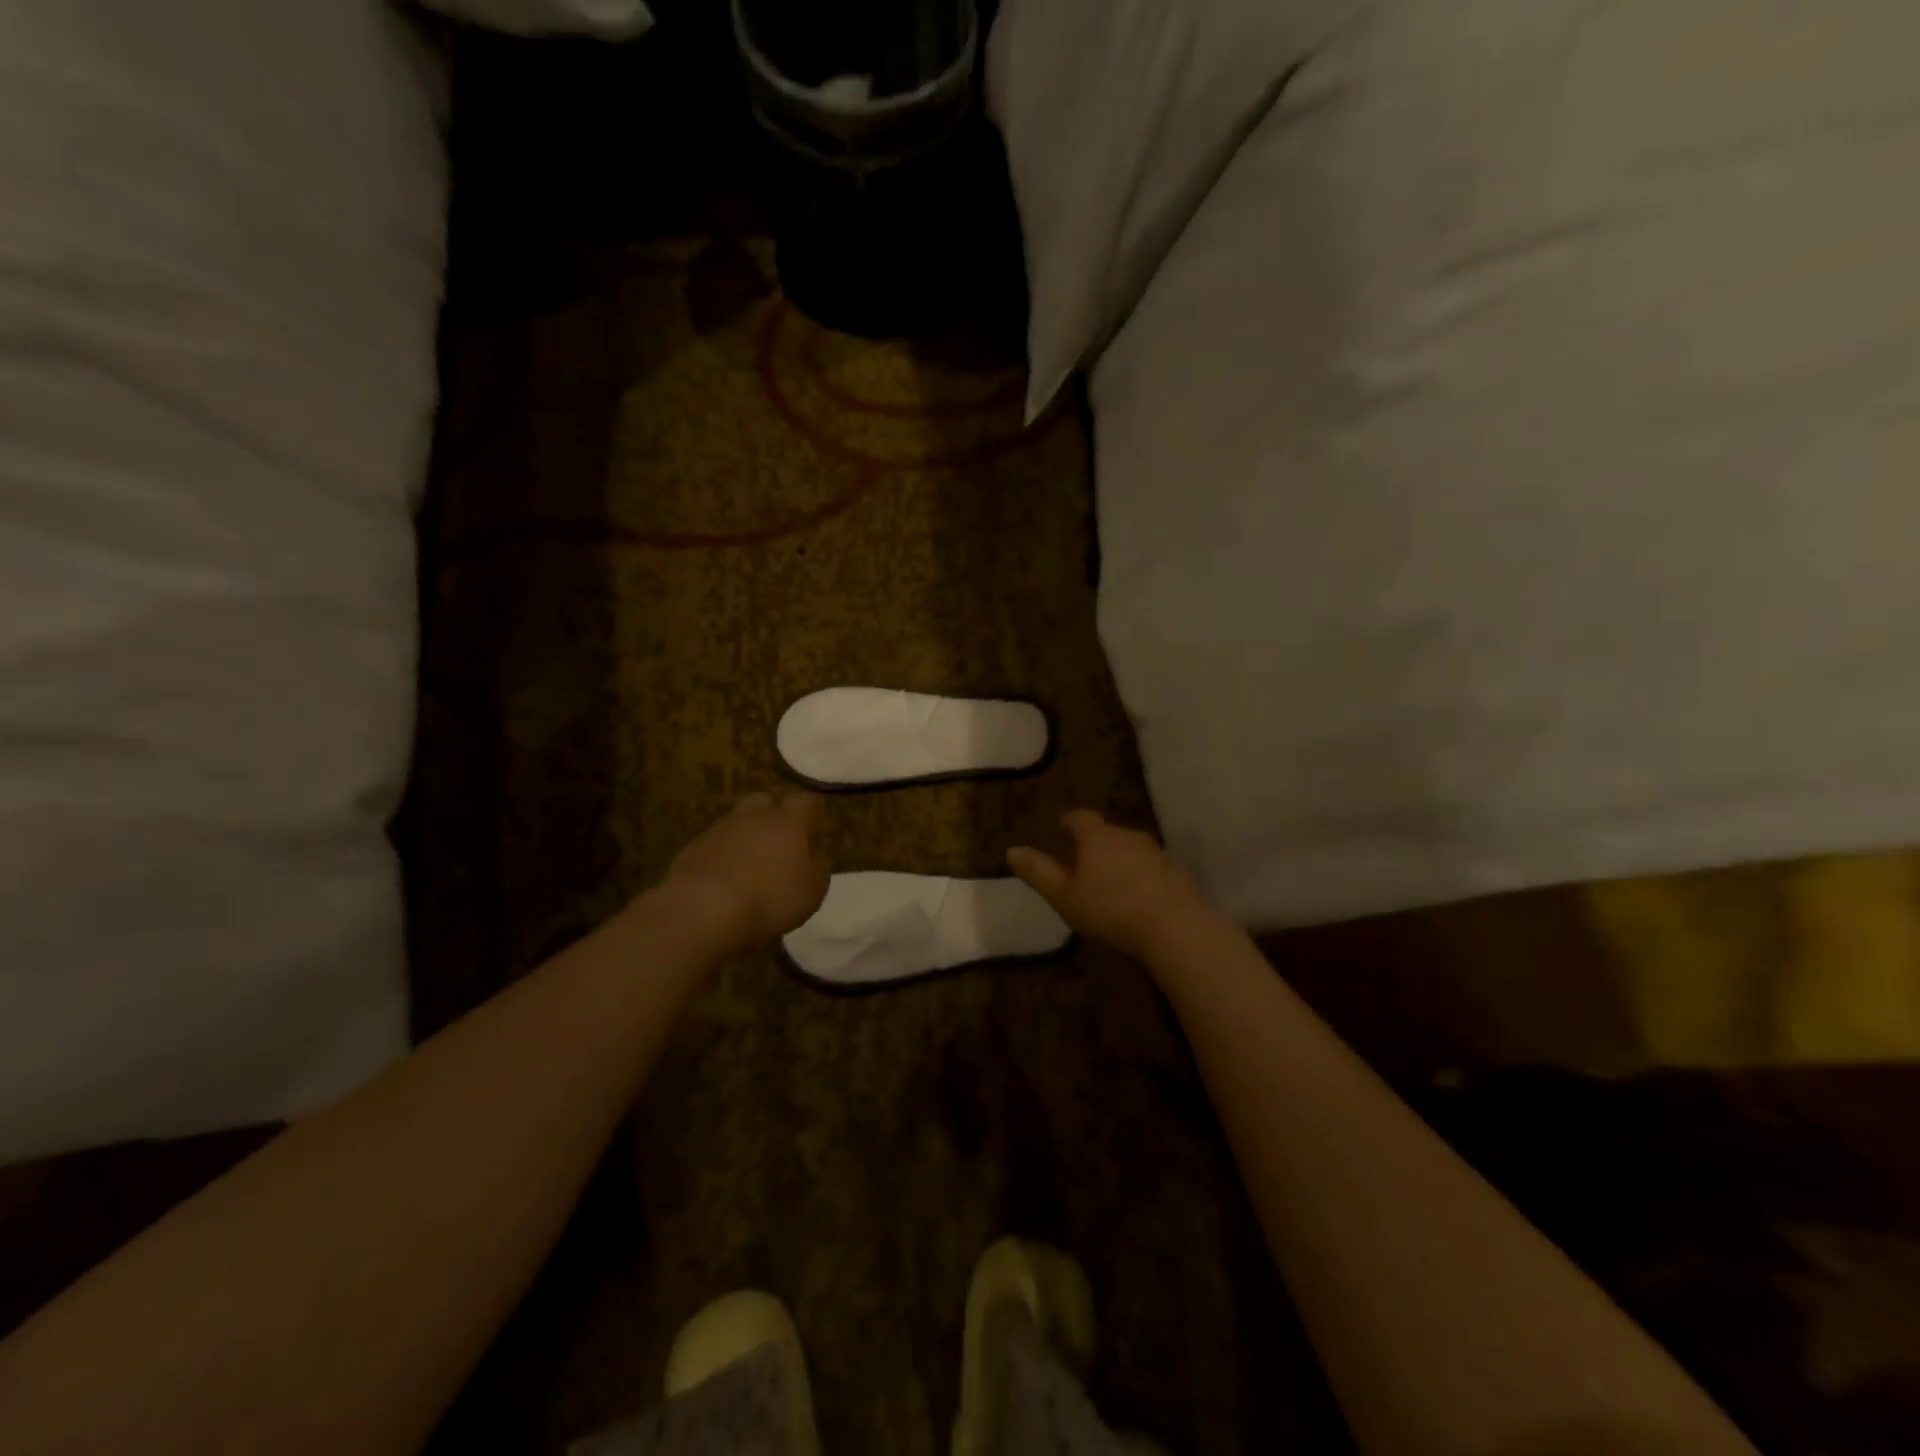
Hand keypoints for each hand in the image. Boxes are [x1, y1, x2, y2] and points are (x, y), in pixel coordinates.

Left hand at [666, 792, 830, 949]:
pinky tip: (724, 880)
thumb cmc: (769, 897)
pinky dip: (721, 856)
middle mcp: (753, 817)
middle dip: (772, 814)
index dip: (809, 811)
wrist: (703, 908)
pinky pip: (713, 845)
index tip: (813, 824)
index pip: (804, 802)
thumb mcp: (811, 892)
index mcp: (787, 822)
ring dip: (744, 836)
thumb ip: (816, 871)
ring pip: (736, 822)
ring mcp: (719, 830)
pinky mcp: (692, 848)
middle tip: (779, 838)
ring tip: (749, 864)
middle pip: (764, 801)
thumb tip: (814, 859)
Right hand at [1006, 810, 1213, 960]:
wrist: (1174, 927)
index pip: (1080, 818)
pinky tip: (1137, 898)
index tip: (1061, 827)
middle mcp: (1128, 836)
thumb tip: (1011, 850)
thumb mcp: (1064, 896)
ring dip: (1119, 860)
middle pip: (1107, 832)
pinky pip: (1151, 869)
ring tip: (1109, 881)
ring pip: (1131, 849)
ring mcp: (1156, 853)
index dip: (1069, 821)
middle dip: (1094, 843)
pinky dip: (1140, 877)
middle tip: (1082, 861)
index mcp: (1097, 837)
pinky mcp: (1177, 873)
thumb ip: (1038, 872)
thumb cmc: (1110, 909)